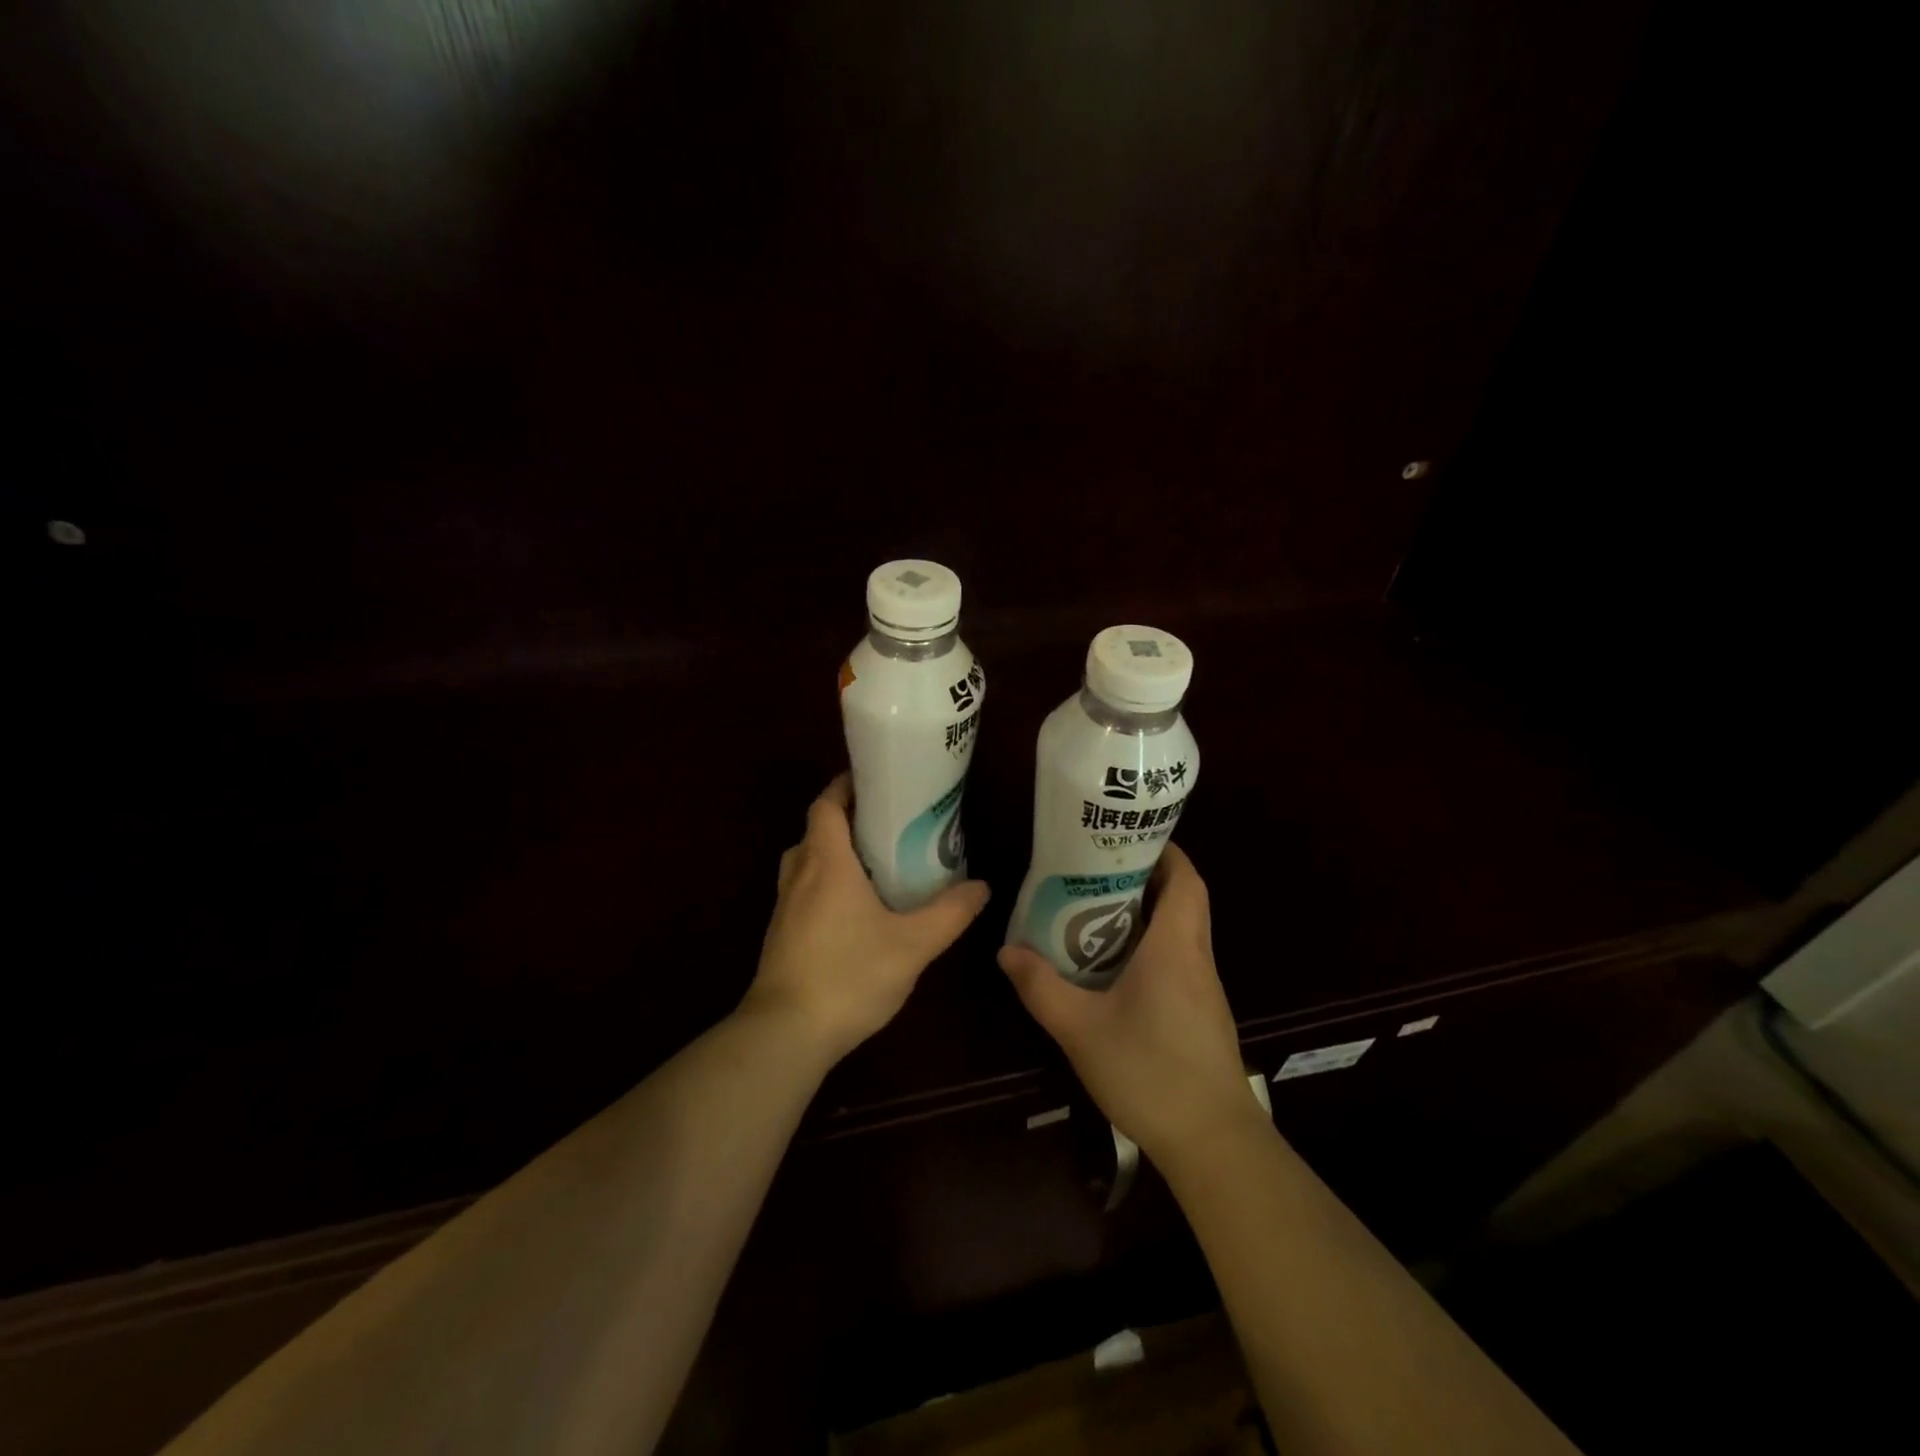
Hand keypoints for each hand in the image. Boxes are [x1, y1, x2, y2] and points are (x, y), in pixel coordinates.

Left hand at [744, 774, 990, 1063]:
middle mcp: (799, 875)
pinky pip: (802, 890)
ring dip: (833, 852)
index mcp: (826, 862)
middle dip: (846, 819)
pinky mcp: (781, 934)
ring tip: (873, 862)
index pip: (826, 805)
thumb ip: (950, 913)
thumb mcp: (913, 945)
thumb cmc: (849, 975)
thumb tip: (982, 886)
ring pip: (806, 861)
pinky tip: (854, 909)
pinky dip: (825, 883)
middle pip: (816, 829)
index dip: (846, 786)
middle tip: (887, 824)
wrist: (786, 1034)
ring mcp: (784, 906)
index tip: (876, 781)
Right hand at [998, 844, 1260, 1165]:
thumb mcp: (1081, 1028)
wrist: (1213, 1143)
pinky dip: (1153, 947)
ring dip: (1148, 914)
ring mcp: (1204, 989)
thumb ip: (1041, 986)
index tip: (1128, 839)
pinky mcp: (1203, 1015)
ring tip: (1097, 911)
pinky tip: (1116, 969)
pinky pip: (1180, 961)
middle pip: (1184, 899)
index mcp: (1176, 946)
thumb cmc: (1150, 1071)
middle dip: (1147, 877)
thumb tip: (1006, 951)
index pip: (1185, 879)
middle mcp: (1197, 958)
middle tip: (1098, 871)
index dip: (1165, 851)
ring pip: (1183, 931)